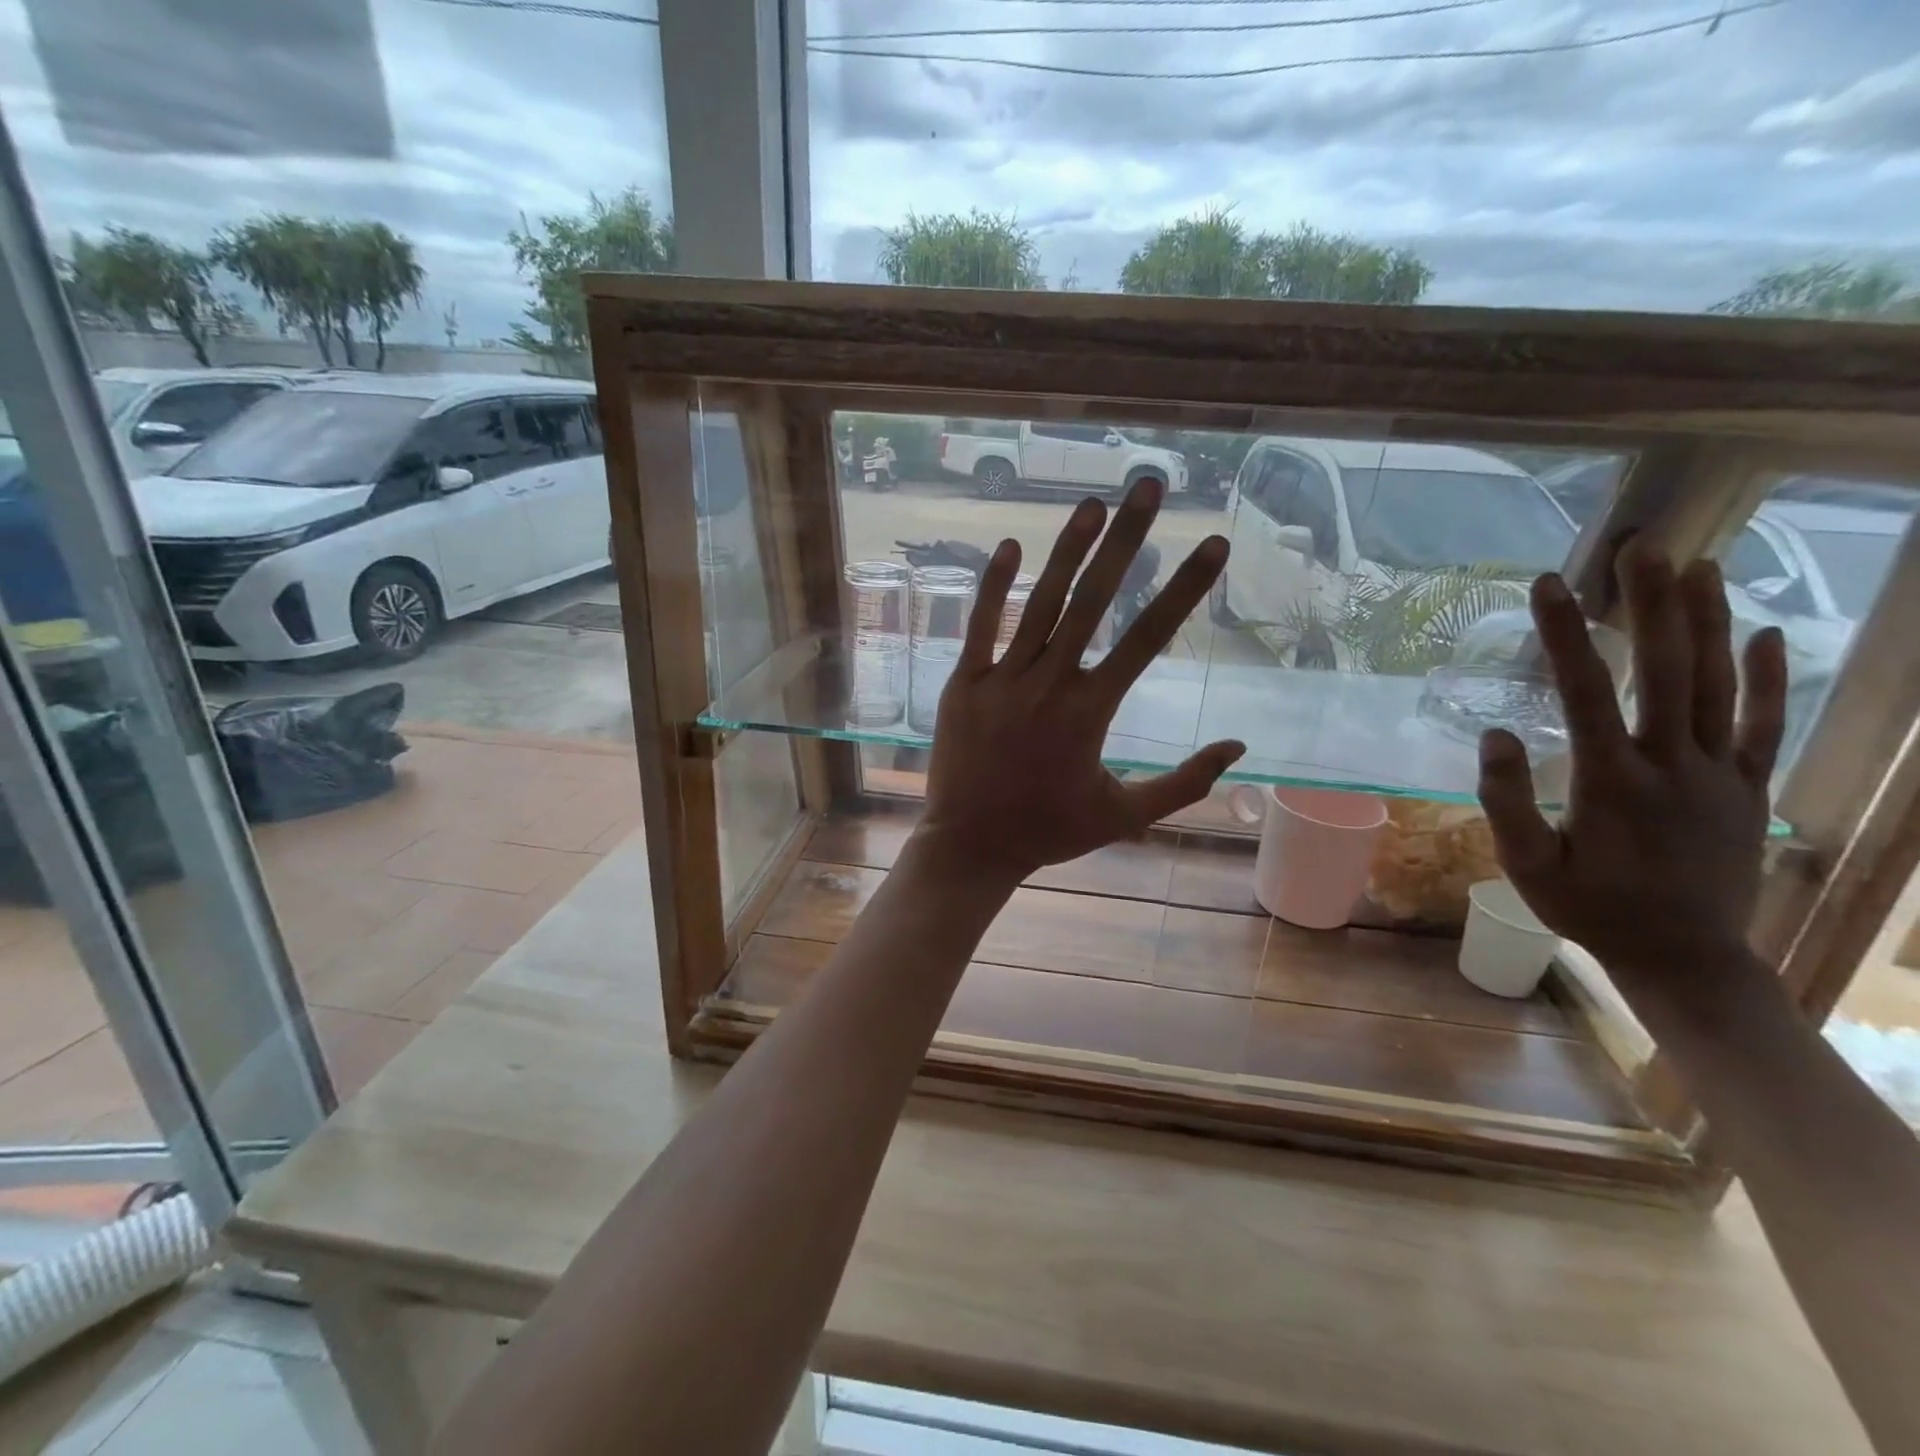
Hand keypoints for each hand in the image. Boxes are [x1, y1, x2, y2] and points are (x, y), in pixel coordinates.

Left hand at [915, 478, 1244, 887]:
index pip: (1149, 637)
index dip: (1185, 587)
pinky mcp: (964, 685)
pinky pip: (980, 627)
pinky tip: (1010, 544)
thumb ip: (1184, 782)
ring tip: (1094, 503)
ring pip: (1038, 604)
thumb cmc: (1050, 832)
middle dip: (1127, 539)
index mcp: (1092, 712)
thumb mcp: (1127, 815)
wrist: (972, 846)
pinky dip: (993, 586)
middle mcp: (1049, 685)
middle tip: (1150, 486)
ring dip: (1067, 550)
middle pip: (1094, 600)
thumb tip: (1240, 747)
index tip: (1212, 543)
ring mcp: (1001, 681)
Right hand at [1475, 542, 1787, 1022]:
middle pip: (1666, 670)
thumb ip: (1507, 800)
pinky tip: (1767, 635)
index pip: (1586, 691)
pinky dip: (1768, 679)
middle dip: (1652, 604)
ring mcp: (1719, 774)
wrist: (1683, 957)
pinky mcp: (1748, 789)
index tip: (1548, 584)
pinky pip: (1764, 726)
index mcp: (1611, 782)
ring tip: (1700, 567)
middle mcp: (1672, 765)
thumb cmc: (1589, 909)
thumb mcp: (1527, 865)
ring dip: (1709, 622)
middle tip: (1642, 548)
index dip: (1564, 634)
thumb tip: (1497, 732)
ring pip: (1719, 685)